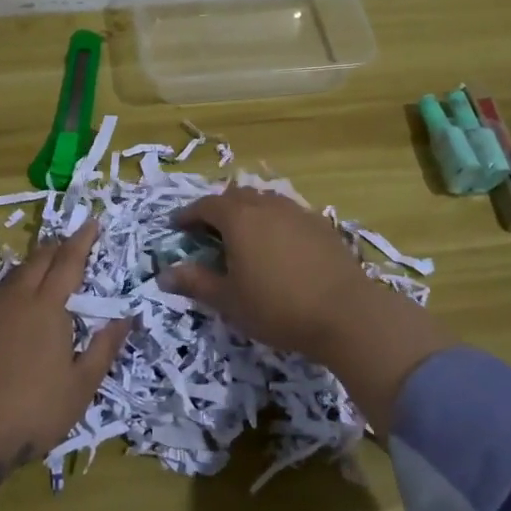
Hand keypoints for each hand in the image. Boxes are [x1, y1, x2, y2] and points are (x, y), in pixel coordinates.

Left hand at [0, 221, 128, 492]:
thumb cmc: (31, 412)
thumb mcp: (80, 388)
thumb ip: (103, 349)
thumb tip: (126, 317)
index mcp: (49, 309)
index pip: (69, 263)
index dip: (82, 241)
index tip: (92, 222)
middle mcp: (16, 301)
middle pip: (37, 262)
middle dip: (55, 247)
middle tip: (66, 241)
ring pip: (8, 277)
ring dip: (25, 266)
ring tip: (34, 263)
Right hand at [157, 187, 453, 432]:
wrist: (346, 313)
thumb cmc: (277, 307)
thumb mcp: (229, 300)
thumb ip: (195, 282)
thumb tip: (164, 274)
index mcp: (238, 218)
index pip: (205, 205)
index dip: (188, 215)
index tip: (177, 227)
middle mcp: (266, 205)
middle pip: (235, 197)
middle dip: (218, 210)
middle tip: (208, 231)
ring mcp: (297, 212)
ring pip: (264, 201)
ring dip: (247, 213)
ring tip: (243, 236)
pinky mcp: (321, 225)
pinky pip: (287, 213)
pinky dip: (273, 222)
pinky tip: (277, 246)